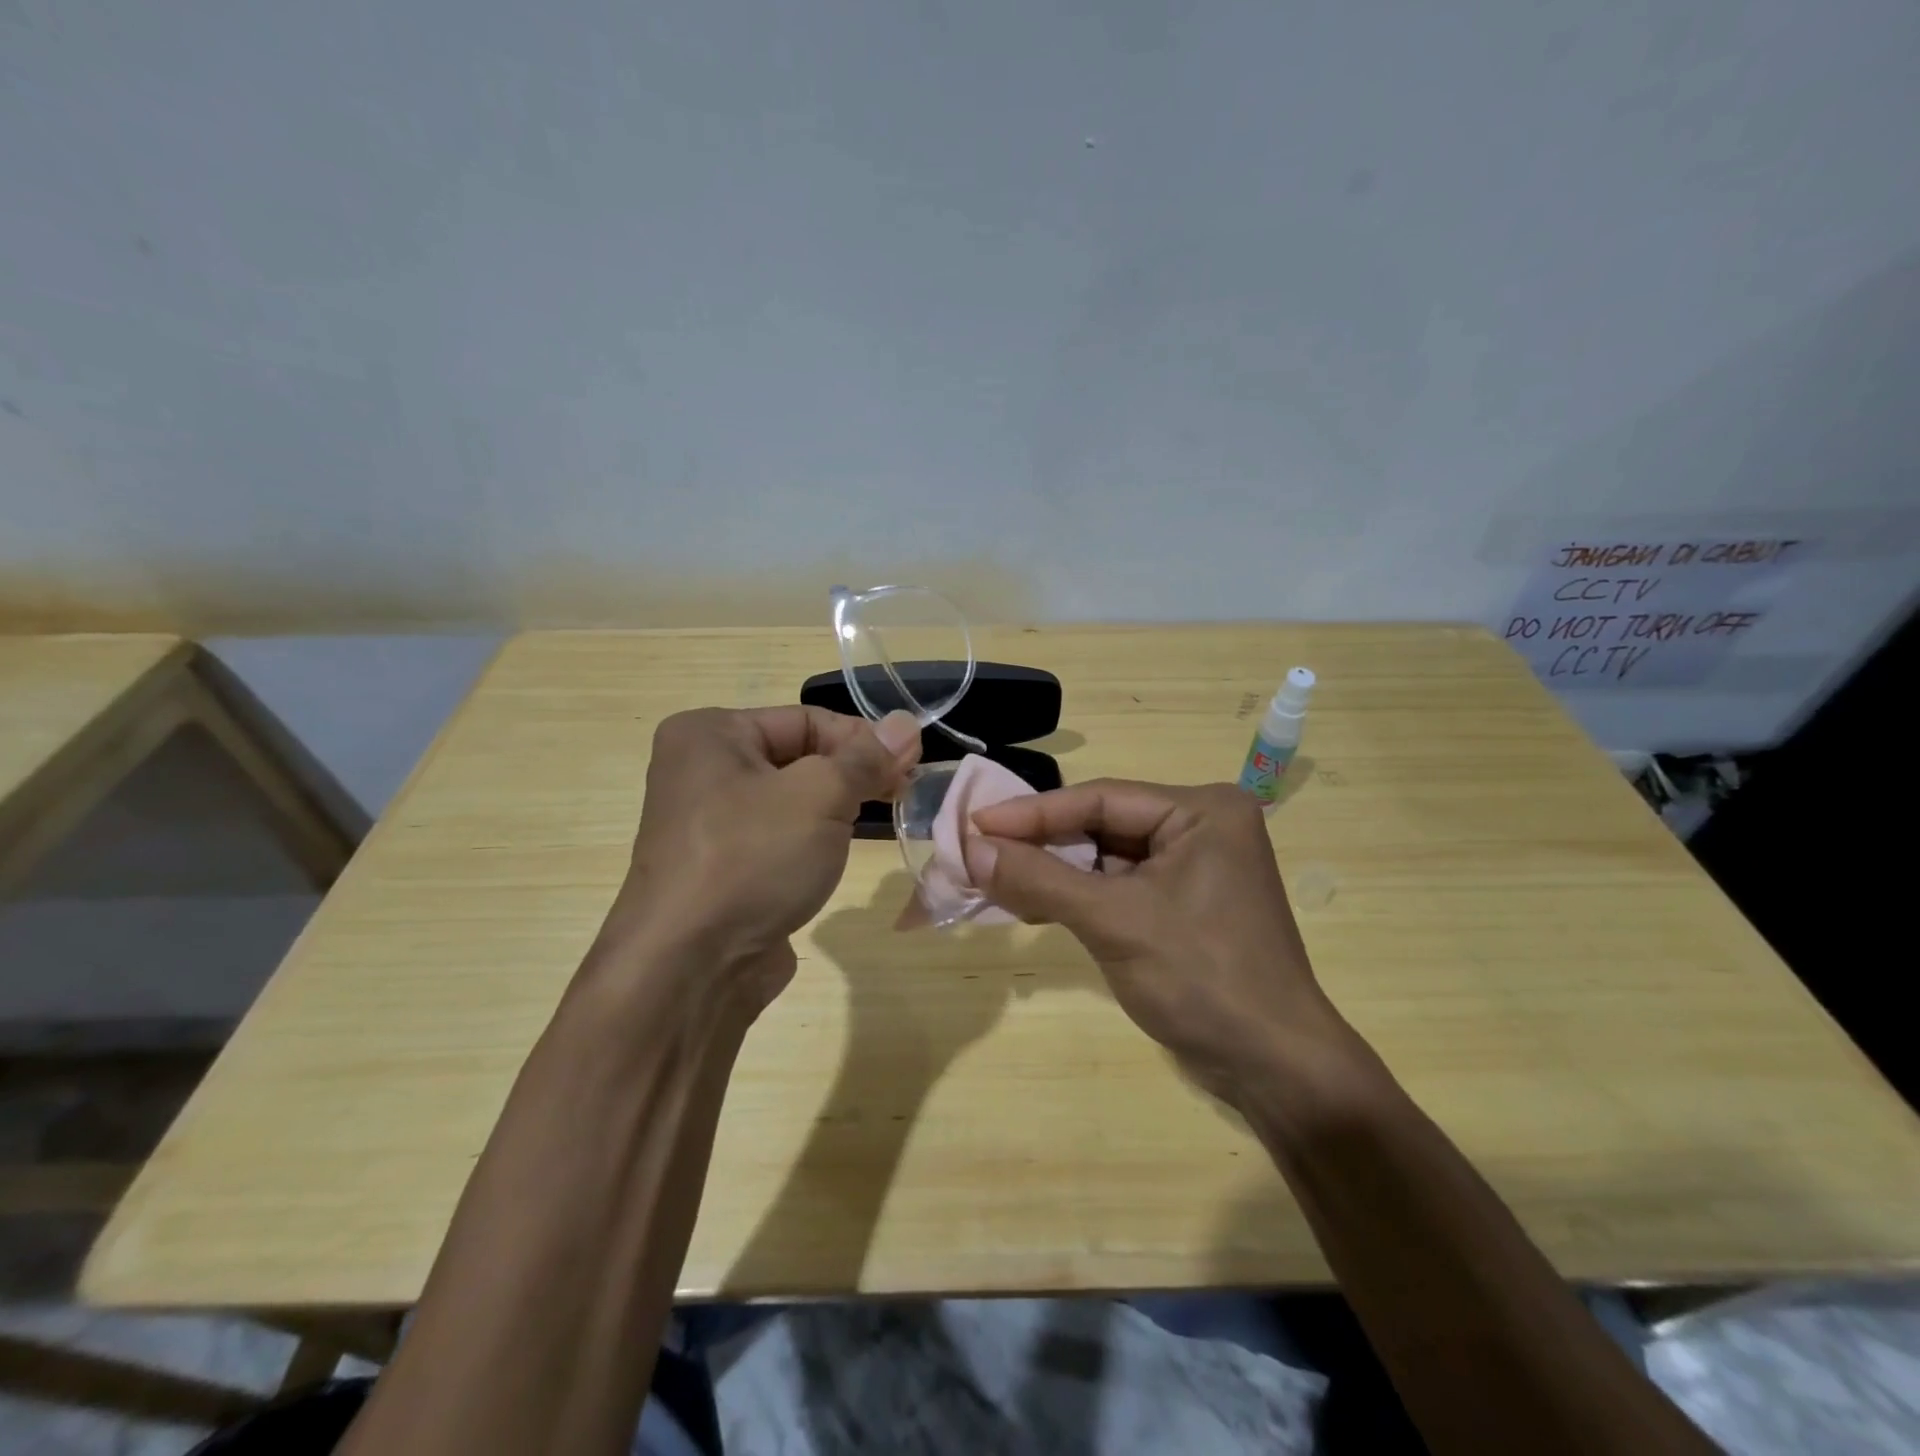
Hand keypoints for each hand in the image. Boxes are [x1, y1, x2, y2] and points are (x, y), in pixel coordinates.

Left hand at [609, 705, 921, 1015]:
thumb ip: (866, 758)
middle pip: (798, 757)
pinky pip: (776, 838)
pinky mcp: (720, 869)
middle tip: (902, 792)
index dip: (864, 738)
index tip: (912, 763)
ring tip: (874, 821)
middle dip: (852, 774)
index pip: (806, 719)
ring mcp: (707, 824)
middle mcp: (700, 771)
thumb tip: (906, 724)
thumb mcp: (820, 796)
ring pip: (791, 800)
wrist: (689, 969)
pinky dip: (810, 841)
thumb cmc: (752, 859)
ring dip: (835, 808)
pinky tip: (833, 857)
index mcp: (709, 735)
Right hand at [968, 780, 1337, 1101]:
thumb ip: (1039, 880)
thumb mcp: (1113, 922)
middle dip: (1041, 843)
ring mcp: (1194, 866)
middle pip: (1102, 824)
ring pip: (1106, 857)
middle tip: (978, 852)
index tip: (974, 823)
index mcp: (1201, 810)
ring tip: (995, 880)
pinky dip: (1077, 897)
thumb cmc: (1200, 979)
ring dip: (1053, 872)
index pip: (1100, 798)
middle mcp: (1201, 827)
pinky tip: (1035, 907)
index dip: (1032, 812)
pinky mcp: (1183, 903)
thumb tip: (970, 849)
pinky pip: (1118, 886)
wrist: (1274, 1068)